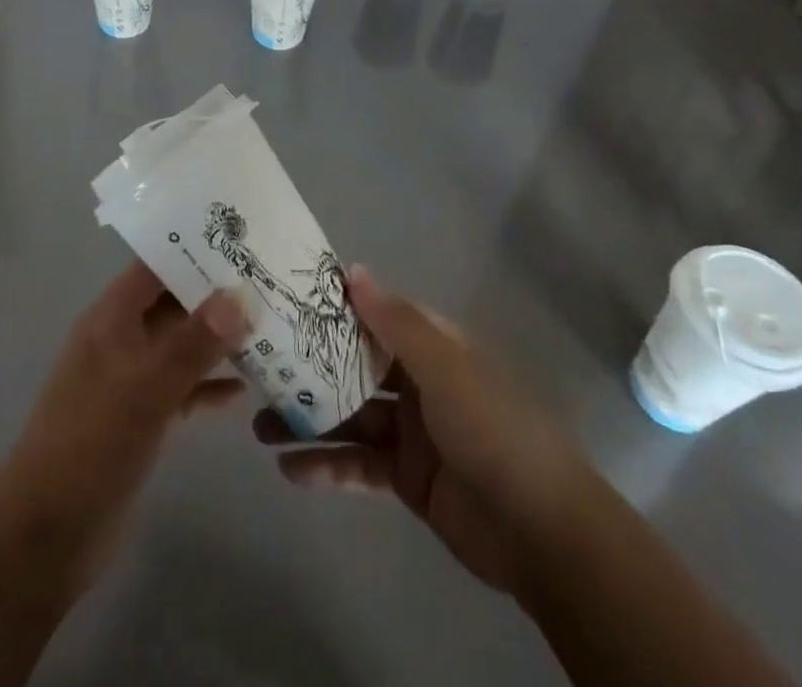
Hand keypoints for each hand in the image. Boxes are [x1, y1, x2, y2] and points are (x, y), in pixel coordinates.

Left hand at [0, 261, 248, 591]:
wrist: (44, 537)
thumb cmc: (92, 444)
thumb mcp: (147, 389)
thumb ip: (194, 342)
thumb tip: (239, 294)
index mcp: (111, 318)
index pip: (156, 265)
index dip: (194, 249)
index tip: (243, 240)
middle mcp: (120, 338)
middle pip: (172, 303)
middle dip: (216, 294)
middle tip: (268, 281)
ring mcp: (129, 380)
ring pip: (180, 346)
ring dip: (217, 340)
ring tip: (269, 327)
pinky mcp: (139, 418)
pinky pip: (180, 388)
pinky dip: (207, 385)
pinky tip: (244, 390)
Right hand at [253, 265, 582, 596]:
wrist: (543, 532)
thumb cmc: (492, 429)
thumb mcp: (444, 367)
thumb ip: (395, 322)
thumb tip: (353, 270)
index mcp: (431, 345)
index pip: (374, 316)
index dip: (332, 310)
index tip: (284, 306)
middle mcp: (417, 380)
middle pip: (353, 367)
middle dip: (309, 370)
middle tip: (258, 371)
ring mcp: (411, 430)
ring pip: (349, 416)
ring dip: (309, 420)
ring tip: (259, 428)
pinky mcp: (406, 477)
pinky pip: (358, 464)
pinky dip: (326, 467)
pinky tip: (290, 471)